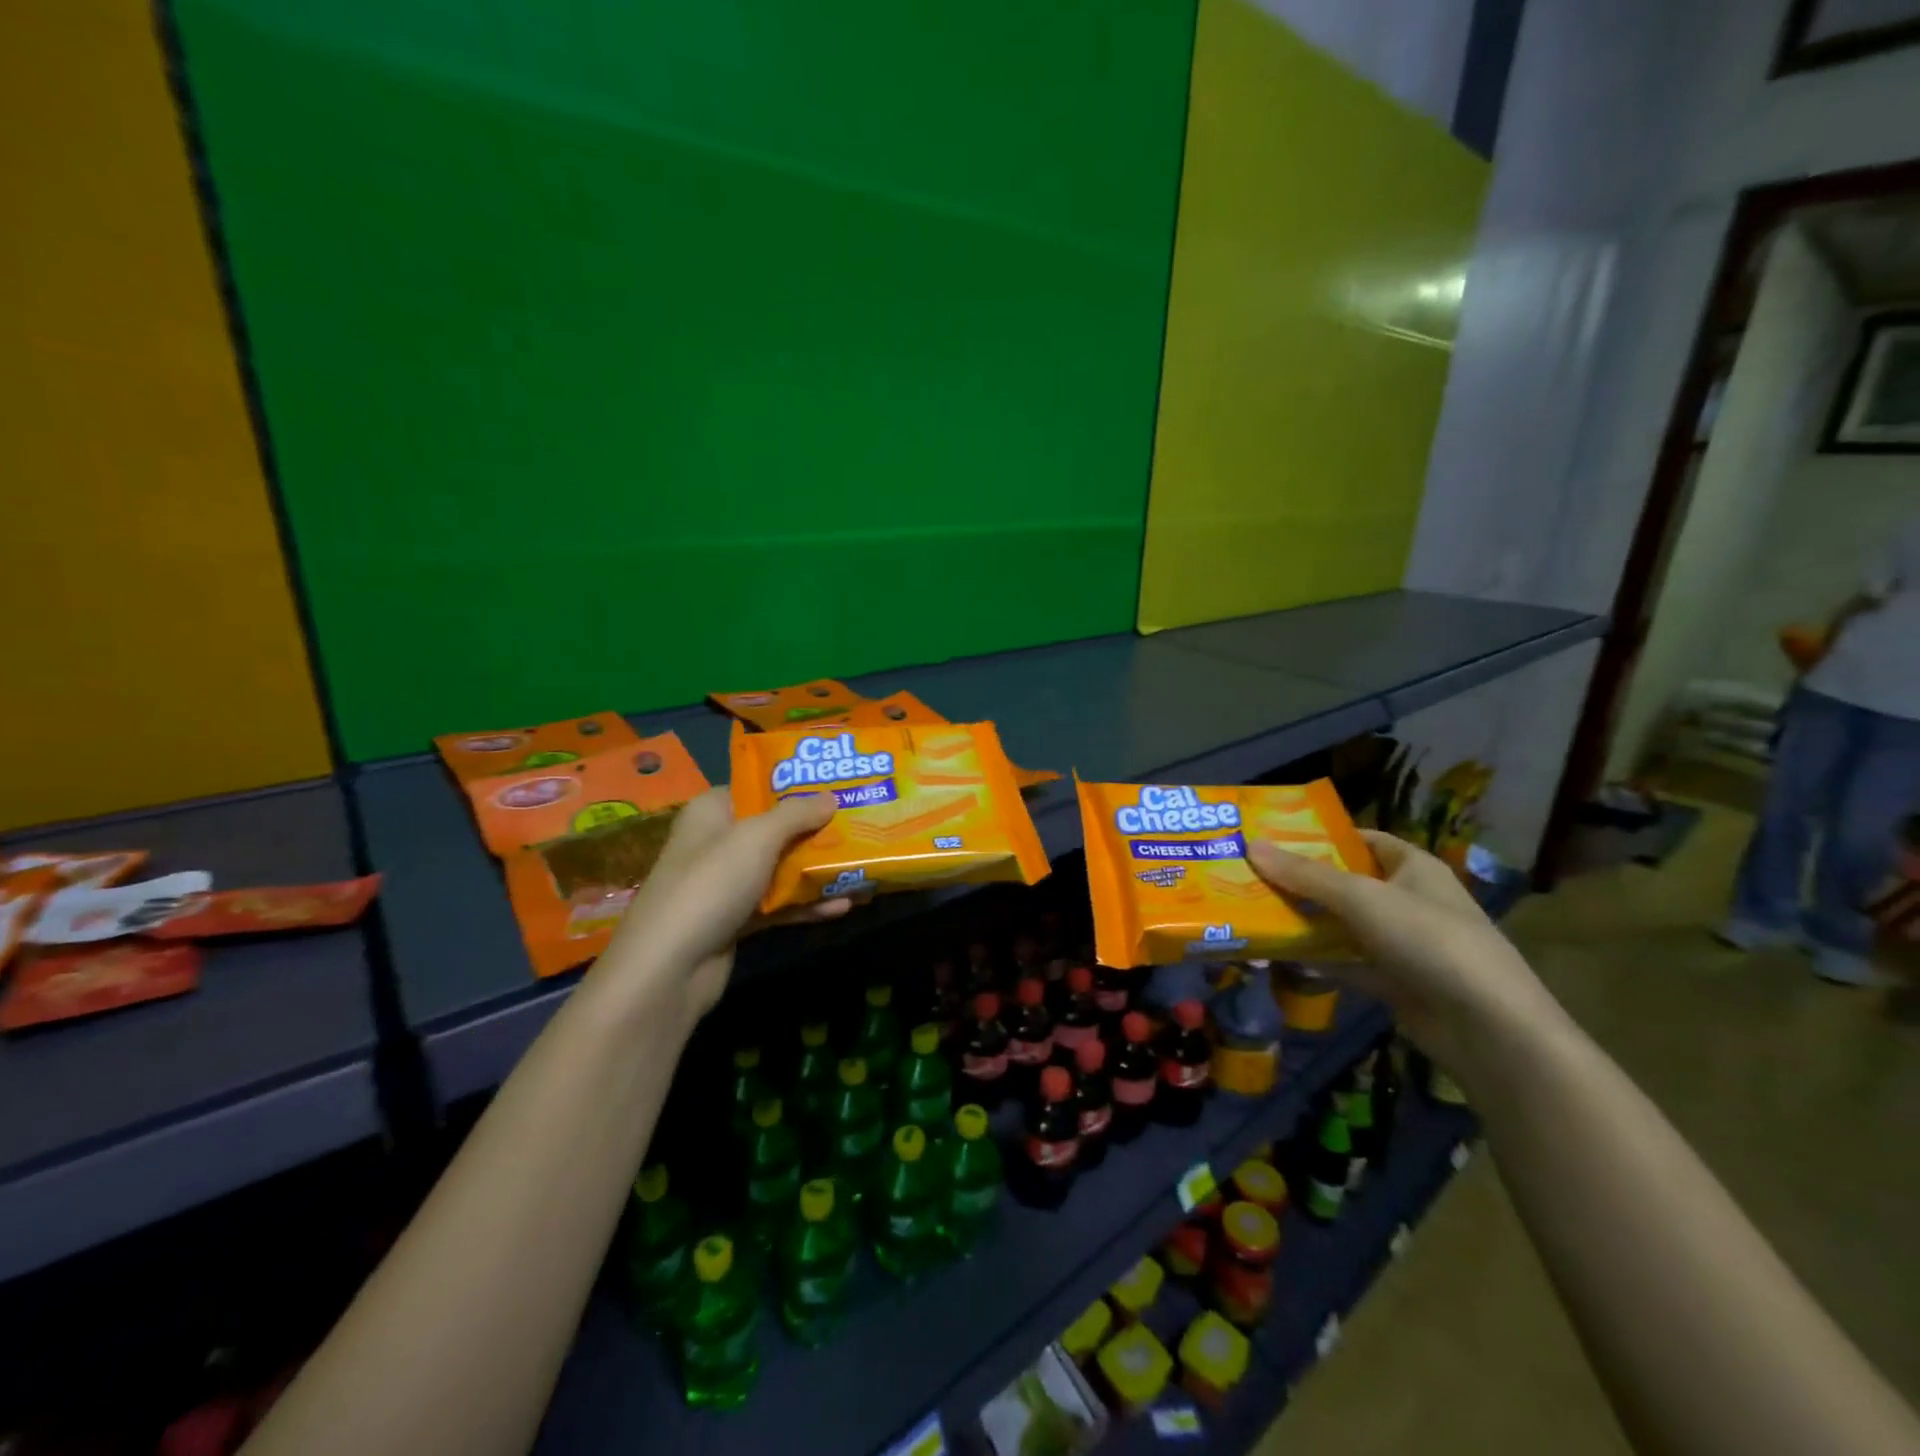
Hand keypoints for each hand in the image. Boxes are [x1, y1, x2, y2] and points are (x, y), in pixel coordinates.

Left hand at [597, 788, 850, 1022]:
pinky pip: (778, 904)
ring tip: (862, 866)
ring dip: (817, 869)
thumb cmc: (711, 884)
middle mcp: (717, 843)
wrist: (669, 968)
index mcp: (712, 811)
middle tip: (860, 822)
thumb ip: (796, 814)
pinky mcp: (736, 920)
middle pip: (774, 829)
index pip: (755, 786)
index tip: (835, 783)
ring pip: (780, 868)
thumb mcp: (757, 837)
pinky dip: (807, 904)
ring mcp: (726, 884)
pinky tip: (844, 905)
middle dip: (816, 829)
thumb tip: (830, 797)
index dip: (793, 784)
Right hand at [1248, 830, 1554, 1066]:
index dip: (1322, 836)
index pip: (1363, 840)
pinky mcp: (1395, 982)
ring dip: (1306, 921)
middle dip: (1302, 880)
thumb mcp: (1361, 898)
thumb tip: (1250, 845)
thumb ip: (1305, 875)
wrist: (1488, 1028)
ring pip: (1344, 924)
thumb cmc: (1428, 940)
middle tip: (1250, 873)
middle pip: (1347, 882)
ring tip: (1254, 910)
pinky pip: (1347, 962)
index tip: (1274, 836)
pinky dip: (1318, 959)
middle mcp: (1409, 900)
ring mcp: (1403, 944)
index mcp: (1414, 867)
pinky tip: (1279, 955)